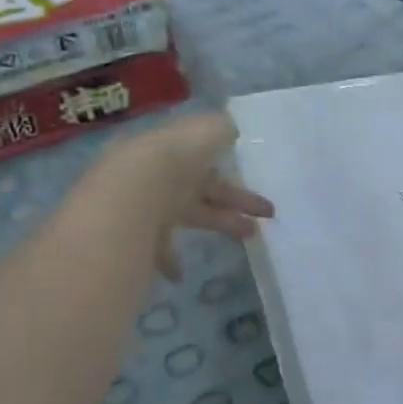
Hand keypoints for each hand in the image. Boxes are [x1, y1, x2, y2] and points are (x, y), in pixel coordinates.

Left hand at [95, 111, 273, 279]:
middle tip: (269, 213)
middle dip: (237, 199)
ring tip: (250, 236)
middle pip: (202, 187)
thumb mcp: (206, 131)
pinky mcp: (139, 236)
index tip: (255, 177)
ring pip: (190, 215)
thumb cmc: (175, 159)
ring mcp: (148, 206)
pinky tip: (182, 274)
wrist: (133, 196)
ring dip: (221, 223)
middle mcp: (160, 175)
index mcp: (173, 148)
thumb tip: (230, 129)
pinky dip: (172, 261)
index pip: (203, 154)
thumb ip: (221, 129)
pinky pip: (159, 249)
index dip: (230, 165)